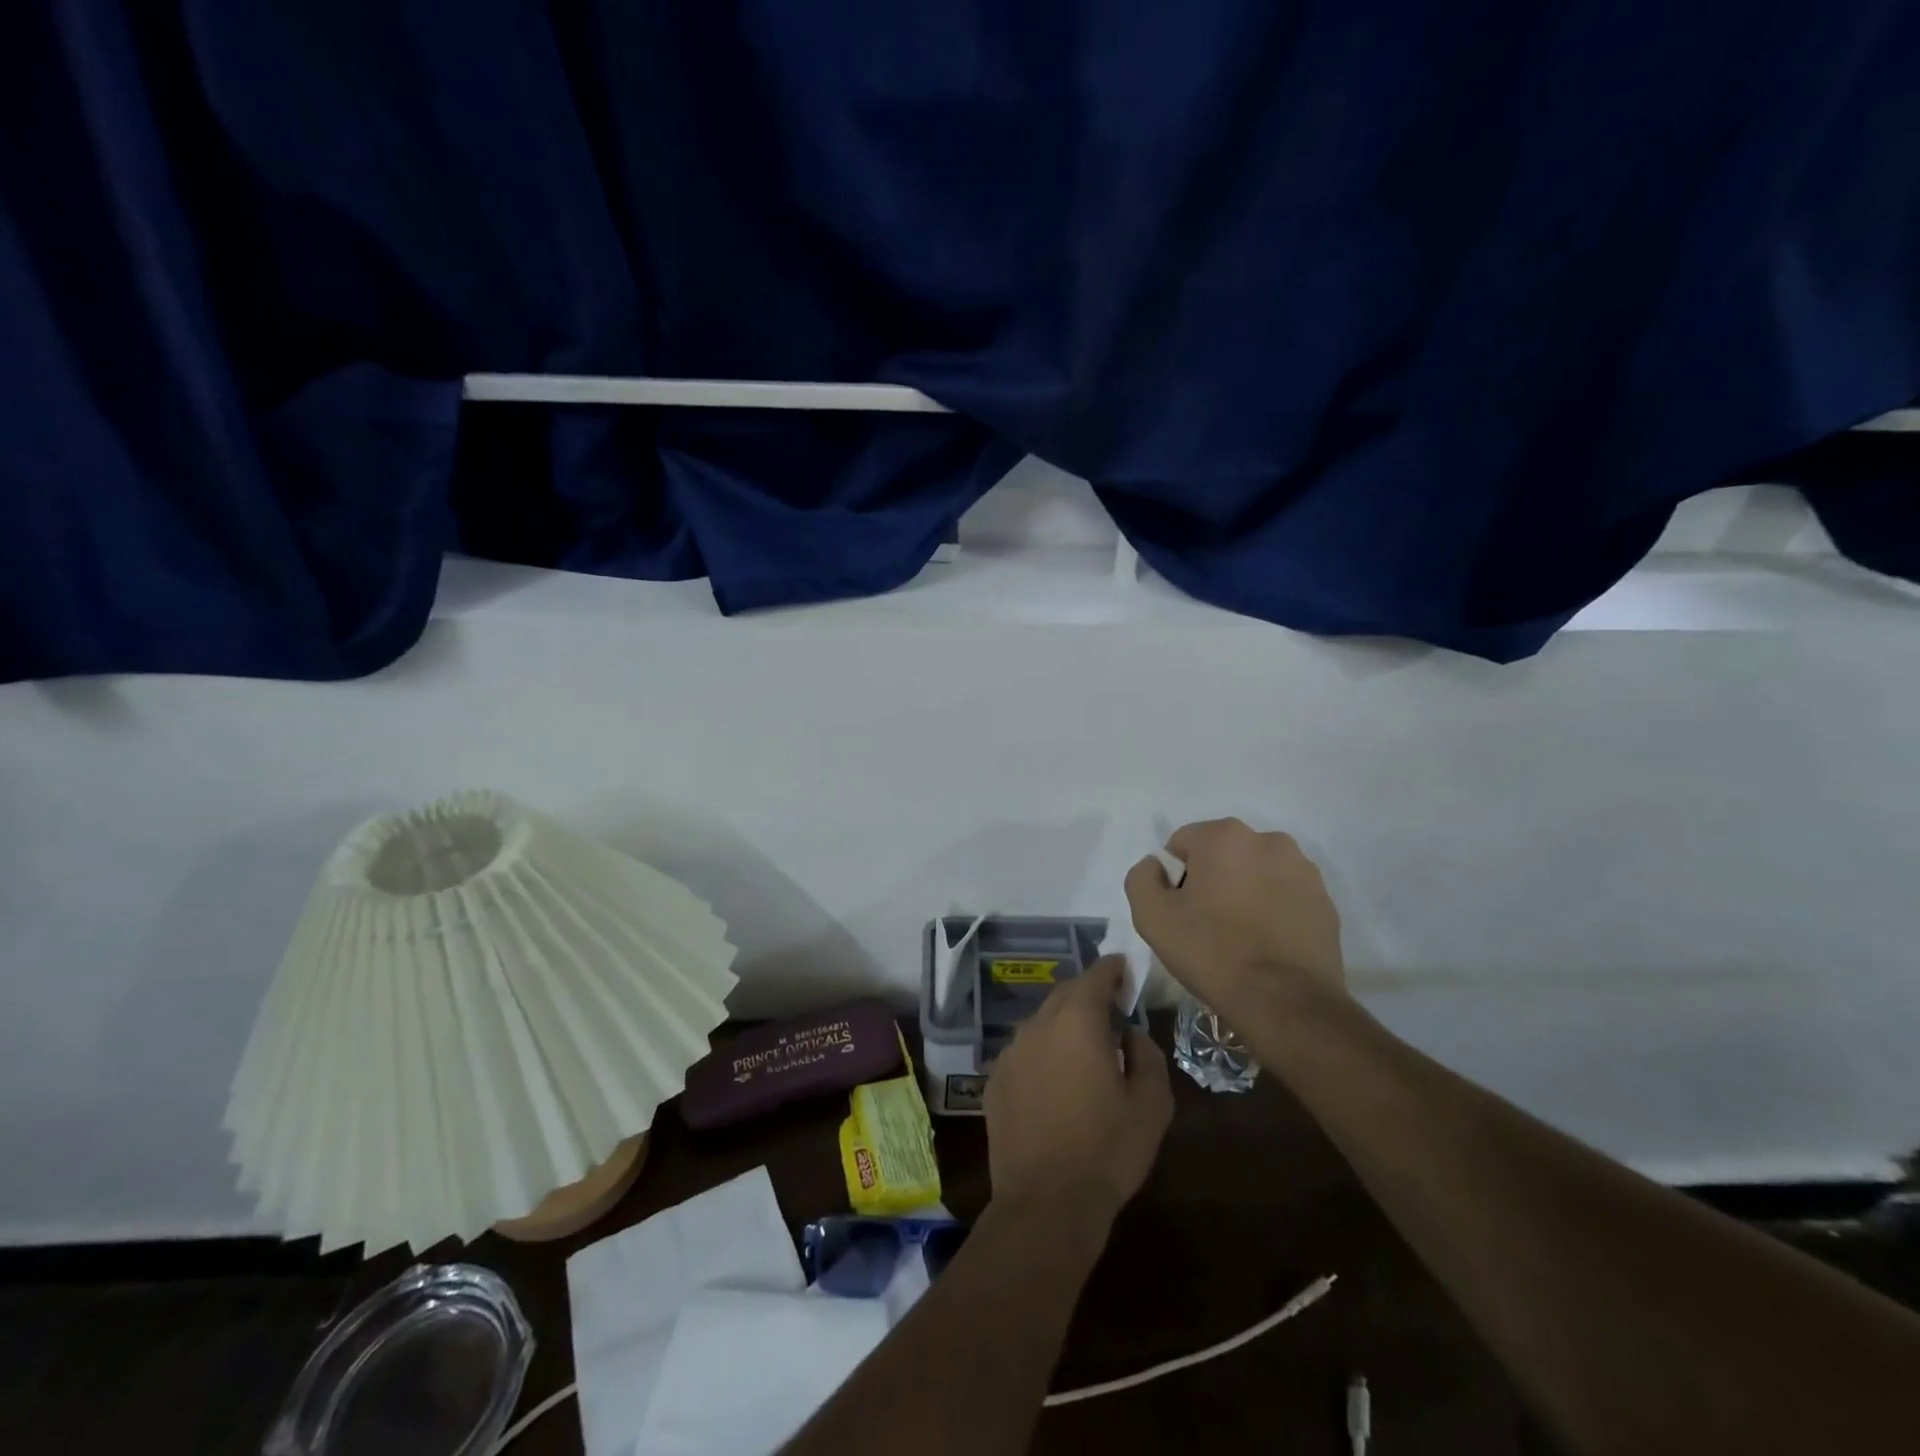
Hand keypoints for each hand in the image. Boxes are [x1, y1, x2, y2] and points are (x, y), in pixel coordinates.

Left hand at [984, 958, 1173, 1224]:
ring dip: (1064, 1024)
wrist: (1046, 1203)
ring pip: (1042, 1021)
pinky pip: (1025, 1050)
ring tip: (1085, 1049)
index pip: (1095, 976)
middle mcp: (1038, 1025)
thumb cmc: (1107, 1150)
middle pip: (1066, 993)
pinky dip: (1044, 1052)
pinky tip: (1056, 1081)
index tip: (1126, 971)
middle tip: (1112, 1011)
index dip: (1113, 970)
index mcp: (1077, 1021)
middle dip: (1089, 994)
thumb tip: (1131, 1034)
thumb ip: (1147, 1055)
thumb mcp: (1151, 1105)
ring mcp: (1012, 1051)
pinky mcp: (996, 1079)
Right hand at [1125, 818, 1346, 1020]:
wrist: (1285, 1002)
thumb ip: (1142, 877)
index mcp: (1224, 836)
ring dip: (1244, 892)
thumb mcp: (1151, 916)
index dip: (1173, 878)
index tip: (1180, 912)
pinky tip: (1266, 944)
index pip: (1182, 845)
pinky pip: (1284, 895)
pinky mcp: (1325, 901)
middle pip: (1222, 854)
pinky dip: (1272, 910)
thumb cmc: (1211, 952)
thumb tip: (1157, 866)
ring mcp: (1303, 870)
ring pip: (1255, 873)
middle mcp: (1268, 840)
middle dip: (1211, 880)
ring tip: (1240, 937)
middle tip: (1206, 925)